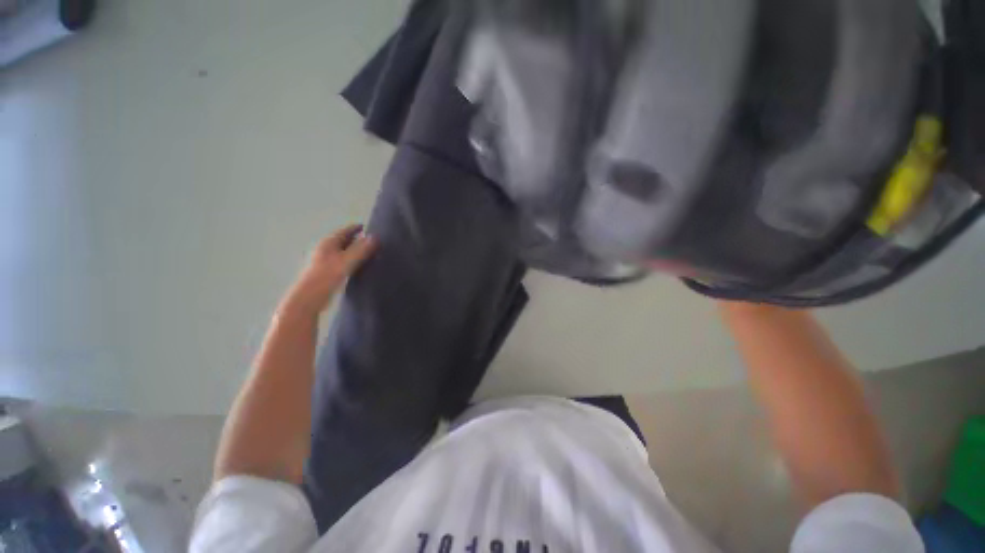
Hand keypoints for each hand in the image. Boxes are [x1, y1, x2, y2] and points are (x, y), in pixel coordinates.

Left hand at [280, 224, 377, 316]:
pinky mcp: (327, 271)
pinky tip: (360, 266)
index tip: (370, 228)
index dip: (357, 228)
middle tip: (374, 242)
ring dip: (356, 251)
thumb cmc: (327, 276)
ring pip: (344, 251)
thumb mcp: (347, 261)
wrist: (309, 297)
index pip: (346, 230)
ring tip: (371, 254)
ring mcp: (325, 260)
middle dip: (358, 239)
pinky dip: (352, 260)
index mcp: (329, 242)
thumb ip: (362, 249)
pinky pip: (343, 261)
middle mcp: (326, 248)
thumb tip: (375, 237)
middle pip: (344, 240)